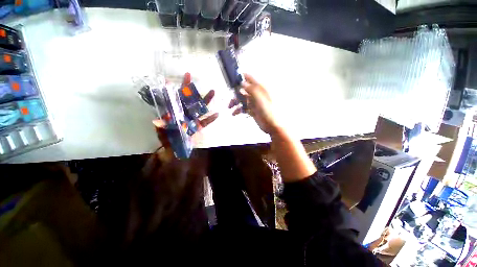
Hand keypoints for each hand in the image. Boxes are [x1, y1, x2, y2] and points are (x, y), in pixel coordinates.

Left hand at [152, 73, 217, 161]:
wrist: (173, 151)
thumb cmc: (166, 140)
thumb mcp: (162, 133)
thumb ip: (161, 127)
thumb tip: (157, 121)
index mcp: (174, 114)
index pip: (175, 99)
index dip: (176, 89)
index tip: (175, 79)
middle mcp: (184, 114)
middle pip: (189, 101)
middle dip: (191, 90)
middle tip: (194, 78)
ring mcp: (193, 120)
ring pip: (200, 109)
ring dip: (206, 101)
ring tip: (213, 92)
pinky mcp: (198, 127)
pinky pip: (205, 122)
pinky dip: (210, 119)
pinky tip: (217, 114)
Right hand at [228, 74, 281, 134]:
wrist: (272, 126)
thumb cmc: (269, 113)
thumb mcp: (261, 100)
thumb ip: (252, 90)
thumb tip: (242, 83)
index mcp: (261, 89)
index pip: (250, 79)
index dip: (241, 78)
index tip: (232, 79)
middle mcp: (257, 94)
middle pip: (244, 90)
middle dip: (236, 94)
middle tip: (229, 98)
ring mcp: (255, 102)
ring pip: (243, 99)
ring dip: (236, 103)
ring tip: (230, 108)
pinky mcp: (253, 110)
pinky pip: (244, 107)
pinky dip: (239, 109)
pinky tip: (234, 113)